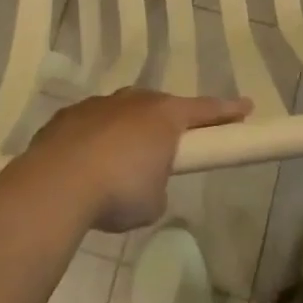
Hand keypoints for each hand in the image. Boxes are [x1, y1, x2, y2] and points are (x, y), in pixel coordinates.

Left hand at [24, 88, 253, 231]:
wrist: (56, 185)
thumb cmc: (118, 191)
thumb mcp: (153, 201)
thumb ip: (158, 185)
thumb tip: (145, 181)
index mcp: (164, 116)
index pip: (205, 110)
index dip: (228, 111)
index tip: (246, 107)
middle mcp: (133, 101)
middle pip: (160, 106)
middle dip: (169, 122)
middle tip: (171, 144)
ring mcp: (97, 105)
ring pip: (122, 112)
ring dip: (127, 130)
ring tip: (120, 162)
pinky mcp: (67, 116)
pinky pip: (91, 125)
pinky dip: (95, 140)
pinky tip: (87, 164)